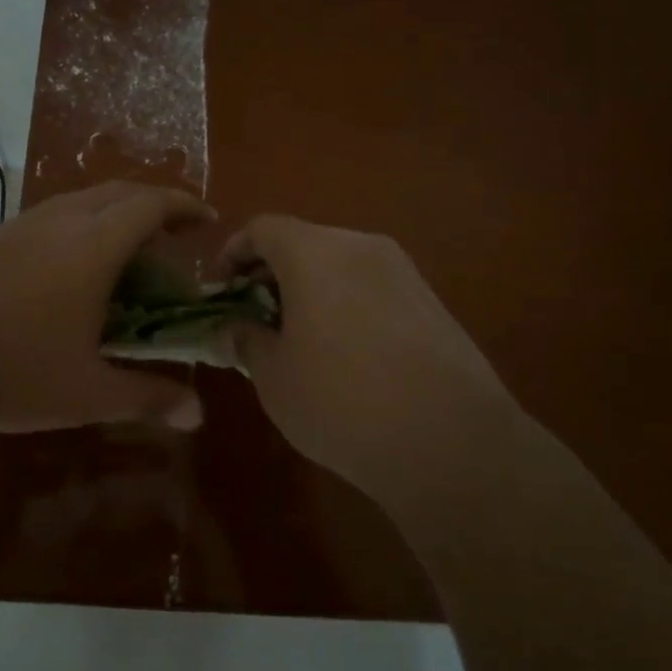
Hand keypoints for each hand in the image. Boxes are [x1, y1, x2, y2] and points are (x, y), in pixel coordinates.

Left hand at [0, 181, 215, 434]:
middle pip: (116, 193)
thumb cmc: (10, 370)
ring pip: (77, 203)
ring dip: (110, 217)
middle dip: (151, 205)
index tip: (206, 219)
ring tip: (122, 258)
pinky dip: (74, 231)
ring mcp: (16, 227)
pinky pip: (46, 220)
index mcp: (93, 245)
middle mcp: (58, 222)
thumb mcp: (86, 392)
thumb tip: (197, 414)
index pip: (151, 204)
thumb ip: (147, 397)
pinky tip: (64, 276)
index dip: (184, 206)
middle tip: (171, 237)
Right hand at [224, 215, 516, 506]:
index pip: (263, 229)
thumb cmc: (341, 401)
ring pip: (340, 264)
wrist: (451, 441)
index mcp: (314, 252)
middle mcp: (360, 246)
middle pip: (303, 242)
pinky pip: (372, 287)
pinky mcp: (432, 301)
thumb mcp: (273, 377)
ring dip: (310, 289)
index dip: (233, 253)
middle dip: (271, 273)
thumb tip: (232, 327)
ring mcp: (403, 272)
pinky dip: (346, 303)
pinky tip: (345, 352)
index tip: (221, 291)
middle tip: (254, 317)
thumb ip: (245, 340)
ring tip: (297, 338)